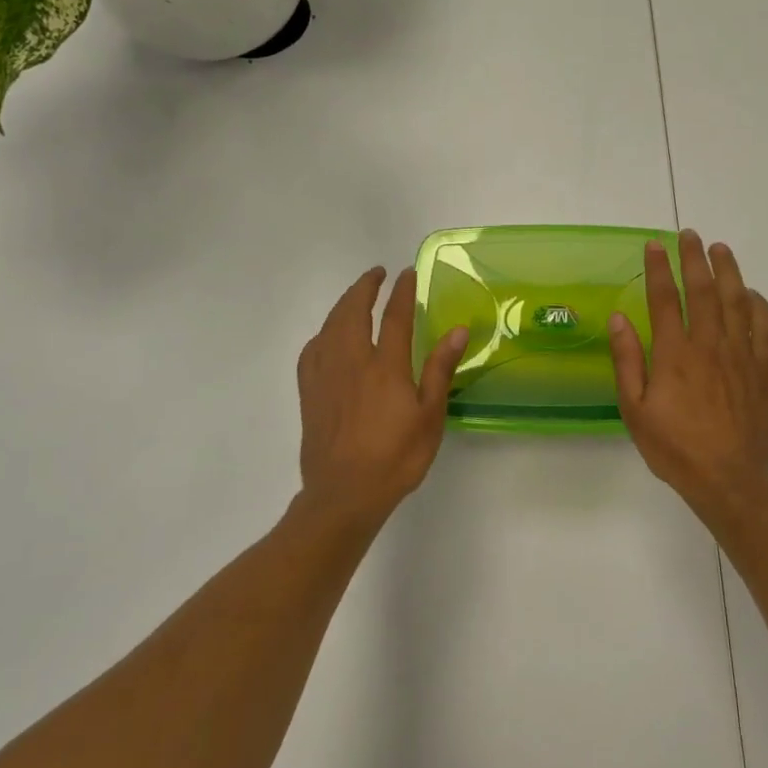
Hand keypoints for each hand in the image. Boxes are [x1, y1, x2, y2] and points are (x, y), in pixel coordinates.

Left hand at [297, 266, 467, 525]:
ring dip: (343, 304)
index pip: (395, 316)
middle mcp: (352, 362)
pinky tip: (328, 337)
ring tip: (355, 296)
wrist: (344, 495)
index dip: (402, 291)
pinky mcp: (309, 393)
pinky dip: (323, 333)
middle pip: (353, 311)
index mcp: (385, 366)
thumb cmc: (395, 458)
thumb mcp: (429, 417)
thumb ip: (440, 370)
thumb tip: (458, 331)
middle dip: (365, 287)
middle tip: (377, 274)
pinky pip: (312, 350)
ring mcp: (326, 376)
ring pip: (330, 326)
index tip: (408, 273)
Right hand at [609, 230, 767, 511]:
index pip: (664, 299)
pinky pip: (764, 327)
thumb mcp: (635, 410)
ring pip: (736, 301)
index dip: (658, 269)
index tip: (654, 245)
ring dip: (728, 271)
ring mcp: (740, 355)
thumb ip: (628, 361)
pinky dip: (758, 305)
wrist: (728, 478)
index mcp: (675, 354)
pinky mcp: (762, 369)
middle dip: (694, 258)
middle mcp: (709, 345)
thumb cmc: (675, 447)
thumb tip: (619, 318)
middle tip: (689, 235)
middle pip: (703, 290)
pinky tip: (751, 293)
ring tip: (720, 249)